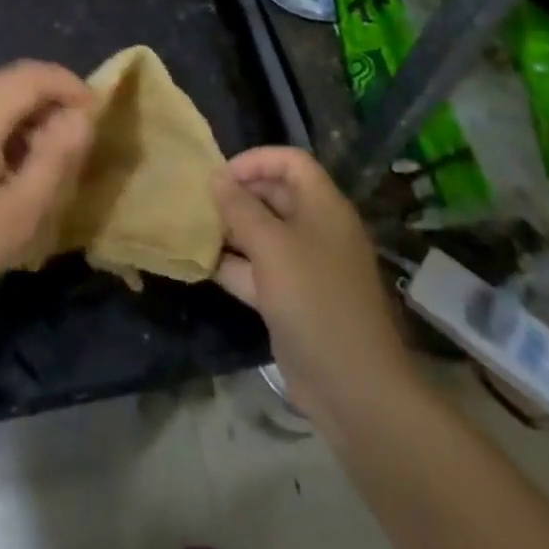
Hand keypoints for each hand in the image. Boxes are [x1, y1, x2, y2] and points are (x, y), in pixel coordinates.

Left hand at [0, 62, 95, 331]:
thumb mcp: (19, 211)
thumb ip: (55, 156)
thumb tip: (80, 118)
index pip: (33, 75)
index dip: (69, 85)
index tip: (96, 114)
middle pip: (11, 79)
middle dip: (48, 100)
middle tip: (73, 142)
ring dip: (23, 111)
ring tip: (43, 157)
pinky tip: (6, 161)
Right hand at [211, 147, 412, 415]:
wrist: (354, 389)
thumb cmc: (314, 299)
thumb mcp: (271, 246)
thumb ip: (240, 208)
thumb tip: (216, 177)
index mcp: (323, 207)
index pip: (291, 162)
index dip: (256, 160)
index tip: (222, 175)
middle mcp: (317, 230)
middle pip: (275, 195)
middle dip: (238, 194)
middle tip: (200, 201)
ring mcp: (306, 267)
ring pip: (263, 234)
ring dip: (231, 230)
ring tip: (194, 227)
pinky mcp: (293, 300)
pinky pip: (259, 269)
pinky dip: (234, 265)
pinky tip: (202, 263)